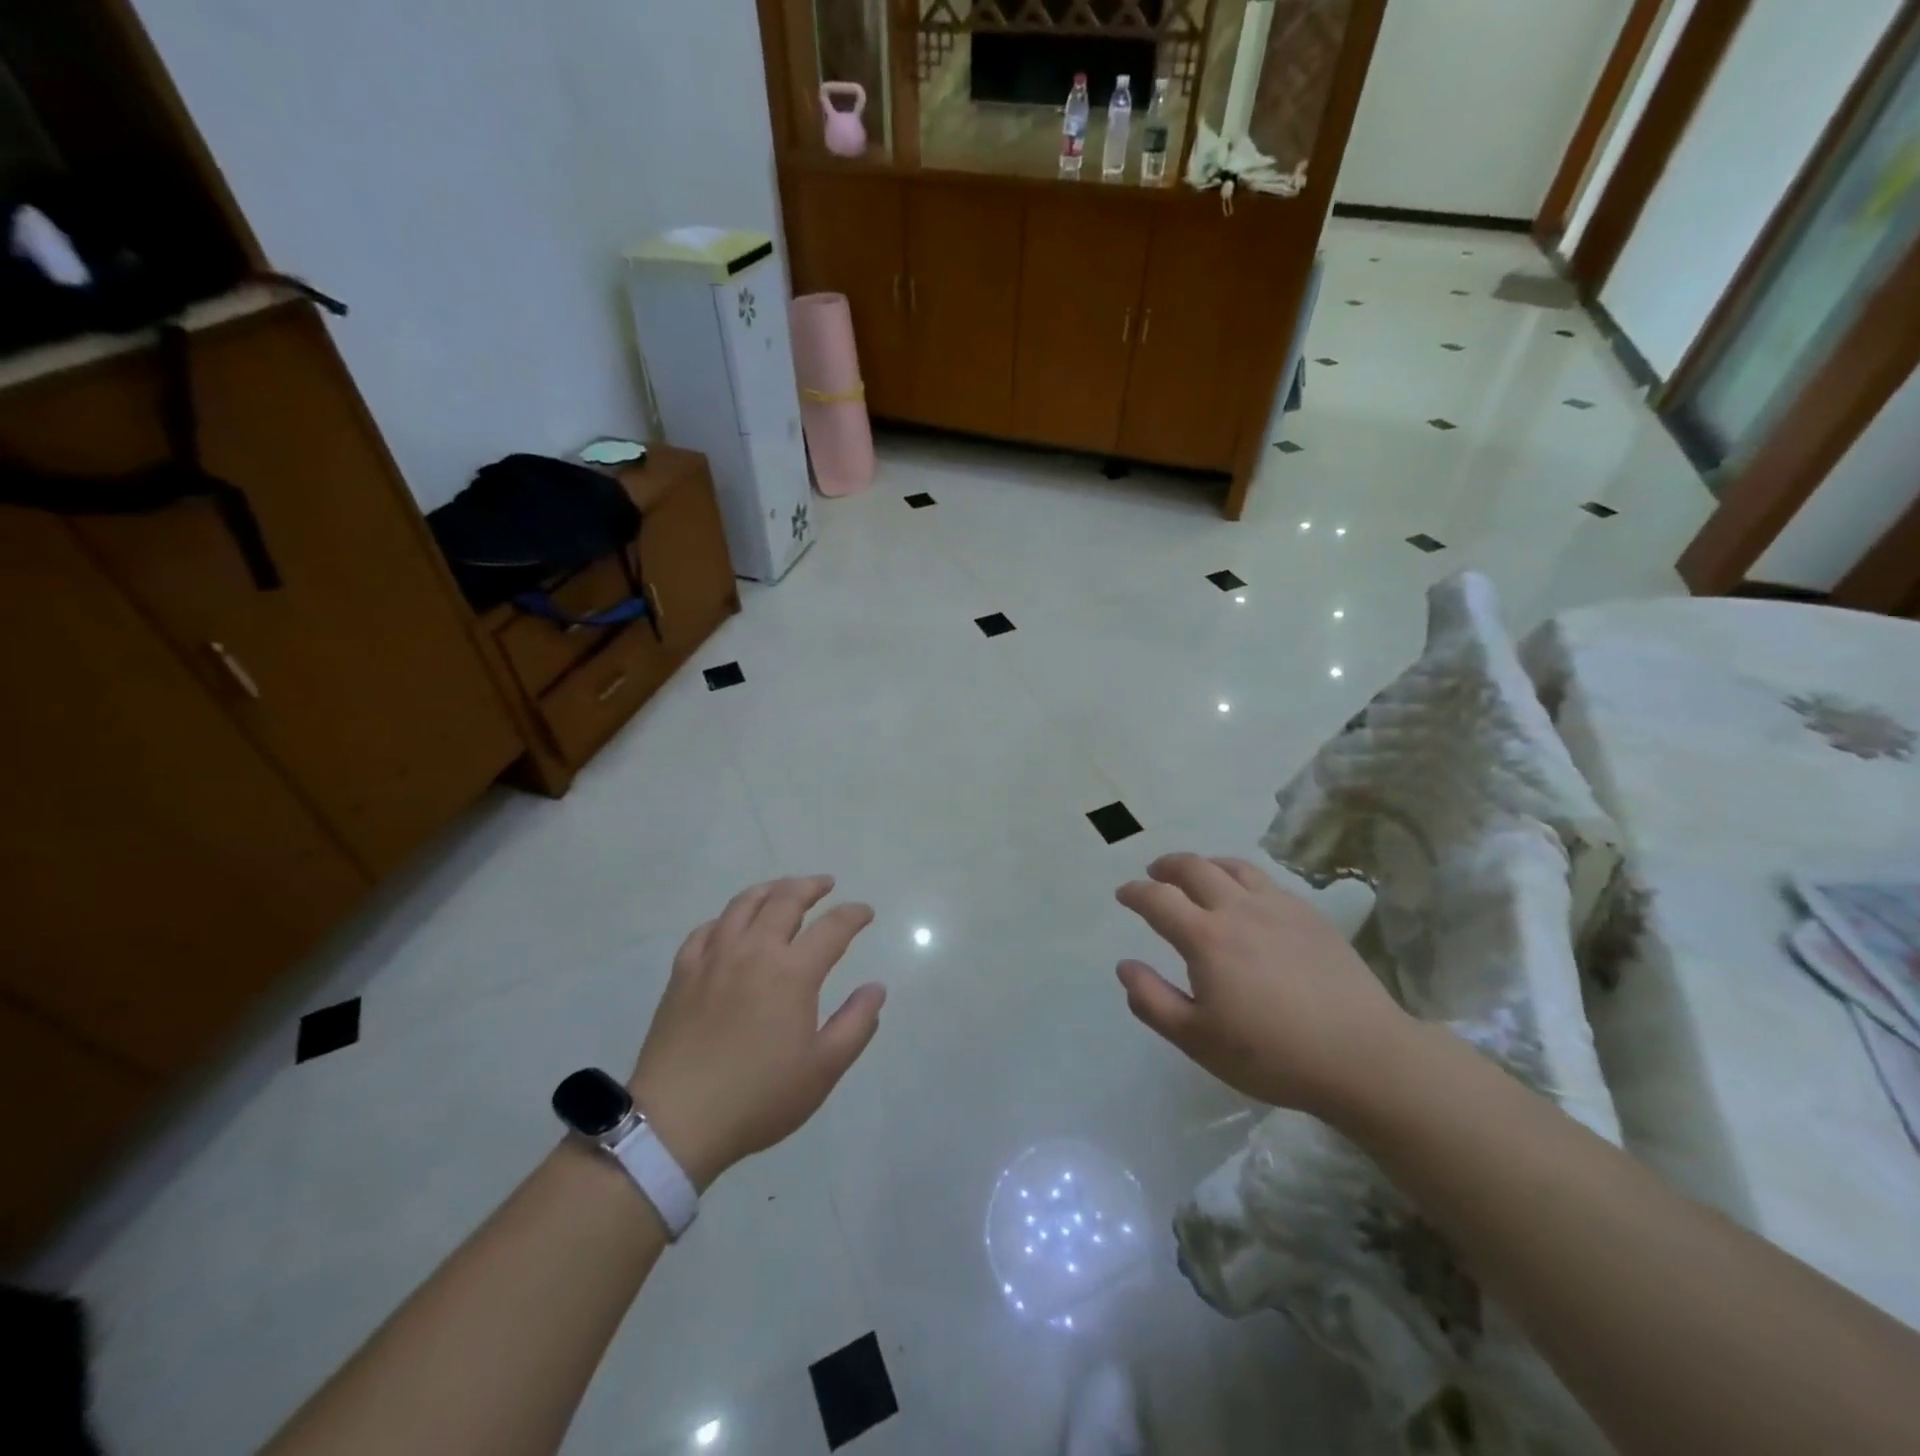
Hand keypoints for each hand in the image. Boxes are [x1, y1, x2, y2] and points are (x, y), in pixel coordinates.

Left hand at [628, 876, 883, 1189]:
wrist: (676, 1121)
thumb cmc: (758, 1097)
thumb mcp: (823, 1069)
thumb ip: (856, 1023)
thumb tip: (876, 988)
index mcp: (793, 973)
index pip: (832, 927)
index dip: (853, 915)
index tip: (865, 912)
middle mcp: (754, 951)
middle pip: (786, 900)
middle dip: (811, 886)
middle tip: (826, 884)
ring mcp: (713, 958)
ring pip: (743, 904)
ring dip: (770, 889)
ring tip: (782, 889)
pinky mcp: (682, 973)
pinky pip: (705, 930)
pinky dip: (725, 919)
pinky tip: (730, 925)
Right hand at [1115, 854, 1411, 1119]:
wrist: (1362, 1056)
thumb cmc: (1272, 1054)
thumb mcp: (1197, 1039)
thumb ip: (1152, 1000)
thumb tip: (1125, 966)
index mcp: (1206, 938)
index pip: (1158, 899)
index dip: (1135, 892)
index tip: (1124, 894)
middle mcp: (1239, 909)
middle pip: (1194, 868)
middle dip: (1167, 866)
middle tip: (1155, 873)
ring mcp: (1279, 907)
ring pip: (1233, 867)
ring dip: (1206, 864)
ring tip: (1198, 874)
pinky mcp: (1311, 916)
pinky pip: (1267, 881)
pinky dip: (1242, 877)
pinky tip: (1247, 896)